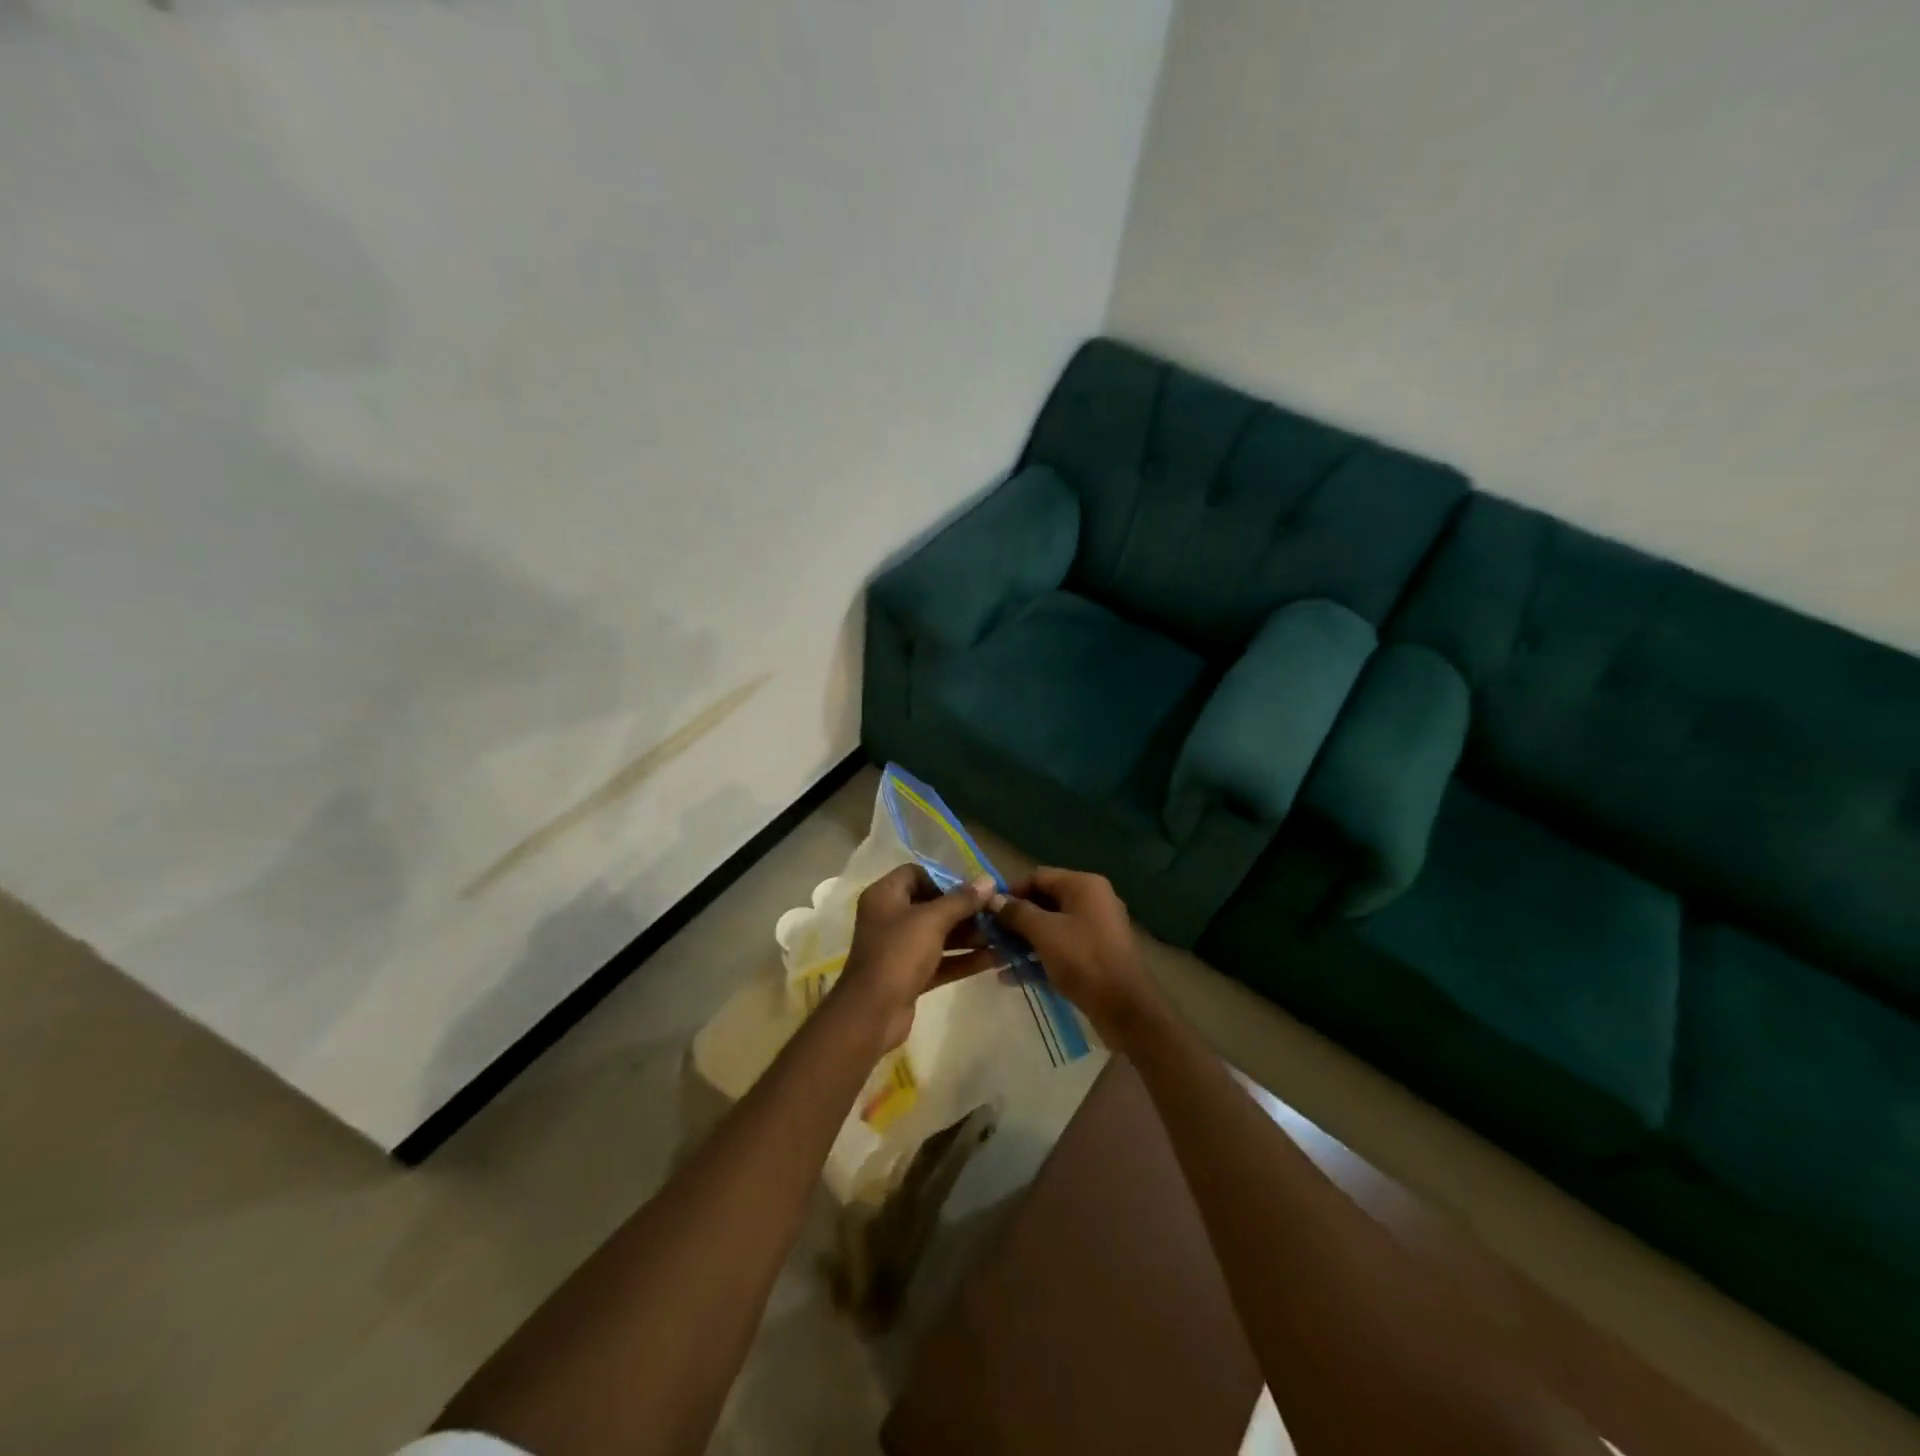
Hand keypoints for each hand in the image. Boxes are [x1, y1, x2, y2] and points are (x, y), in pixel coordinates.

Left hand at [832, 865, 999, 1051]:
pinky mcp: (910, 975)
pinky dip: (964, 959)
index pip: (916, 874)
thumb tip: (988, 880)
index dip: (945, 879)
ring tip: (1003, 935)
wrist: (872, 1014)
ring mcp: (899, 948)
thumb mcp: (932, 920)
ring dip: (970, 935)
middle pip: (932, 905)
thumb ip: (962, 900)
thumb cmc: (898, 954)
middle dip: (965, 910)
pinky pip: (941, 960)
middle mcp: (890, 918)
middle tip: (996, 913)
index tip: (974, 889)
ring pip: (939, 935)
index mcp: (885, 896)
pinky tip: (995, 958)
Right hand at [990, 868, 1161, 1046]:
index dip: (1011, 891)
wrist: (1125, 1008)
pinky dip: (1037, 958)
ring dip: (1022, 941)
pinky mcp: (1093, 956)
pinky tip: (1011, 976)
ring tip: (994, 956)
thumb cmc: (1083, 959)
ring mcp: (1094, 930)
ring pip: (1050, 928)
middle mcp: (1091, 901)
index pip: (1038, 876)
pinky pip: (1059, 949)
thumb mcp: (1044, 932)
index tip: (986, 910)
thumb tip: (993, 900)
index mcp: (1083, 886)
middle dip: (1015, 919)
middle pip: (1044, 902)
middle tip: (988, 935)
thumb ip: (1017, 913)